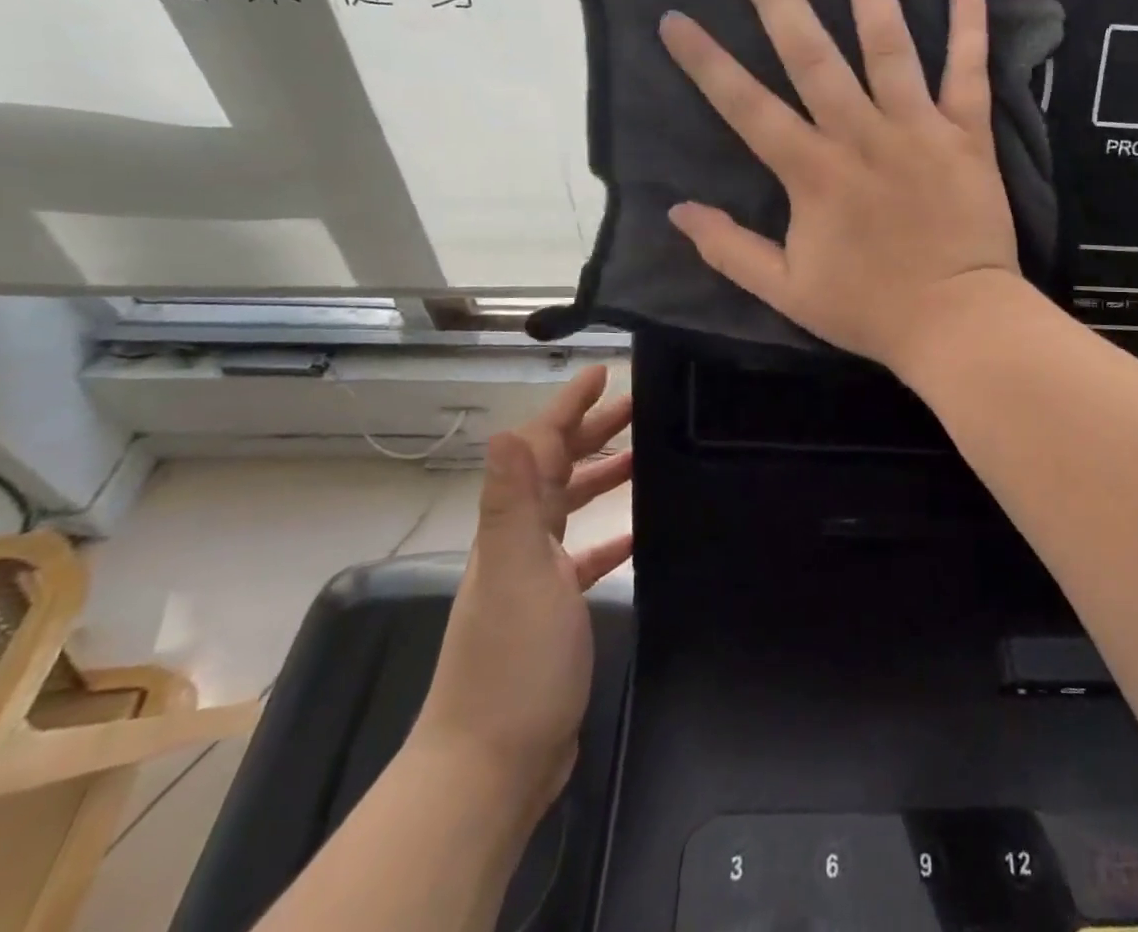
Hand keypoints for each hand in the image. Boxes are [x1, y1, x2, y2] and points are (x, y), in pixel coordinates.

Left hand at [409, 366, 633, 812]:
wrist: (493, 764)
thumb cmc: (512, 659)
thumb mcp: (516, 572)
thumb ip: (511, 501)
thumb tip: (504, 429)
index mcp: (512, 527)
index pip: (539, 448)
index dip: (568, 407)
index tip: (601, 373)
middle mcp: (520, 543)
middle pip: (556, 470)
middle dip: (591, 431)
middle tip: (638, 405)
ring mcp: (537, 578)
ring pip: (570, 508)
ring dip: (601, 476)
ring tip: (643, 456)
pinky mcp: (557, 611)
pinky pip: (586, 556)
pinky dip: (609, 536)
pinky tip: (637, 532)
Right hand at [658, 0, 1020, 370]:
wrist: (957, 322)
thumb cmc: (870, 309)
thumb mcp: (786, 290)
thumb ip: (730, 250)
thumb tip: (677, 211)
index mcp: (812, 172)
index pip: (746, 106)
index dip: (706, 62)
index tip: (674, 17)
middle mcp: (860, 134)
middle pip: (810, 53)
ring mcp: (917, 128)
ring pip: (888, 43)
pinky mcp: (967, 133)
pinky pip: (969, 70)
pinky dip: (969, 24)